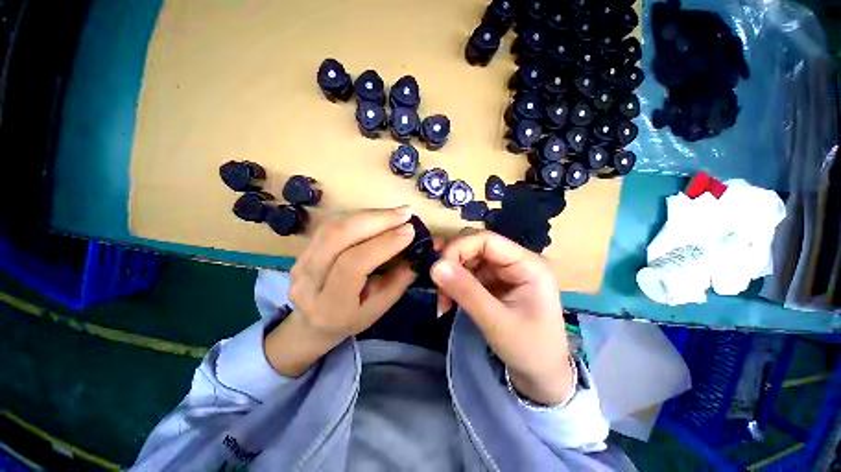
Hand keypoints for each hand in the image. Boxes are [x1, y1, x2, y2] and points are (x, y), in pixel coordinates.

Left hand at [264, 207, 416, 376]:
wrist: (312, 323)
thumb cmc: (350, 319)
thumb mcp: (379, 309)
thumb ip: (398, 281)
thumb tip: (417, 251)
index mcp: (329, 305)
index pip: (353, 265)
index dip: (383, 243)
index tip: (409, 230)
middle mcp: (308, 280)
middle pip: (338, 236)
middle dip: (376, 219)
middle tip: (405, 213)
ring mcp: (300, 261)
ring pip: (333, 225)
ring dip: (369, 214)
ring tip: (395, 213)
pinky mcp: (303, 248)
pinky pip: (331, 224)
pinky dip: (358, 216)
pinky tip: (377, 216)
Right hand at [431, 230, 572, 404]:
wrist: (542, 375)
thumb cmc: (529, 350)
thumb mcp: (497, 323)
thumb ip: (466, 292)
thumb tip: (435, 266)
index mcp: (528, 264)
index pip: (487, 240)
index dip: (458, 248)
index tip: (438, 269)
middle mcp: (517, 261)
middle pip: (476, 246)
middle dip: (452, 263)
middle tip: (438, 288)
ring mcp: (505, 271)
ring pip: (468, 258)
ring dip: (451, 275)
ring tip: (444, 301)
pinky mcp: (495, 281)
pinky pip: (469, 272)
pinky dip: (455, 284)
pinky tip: (450, 301)